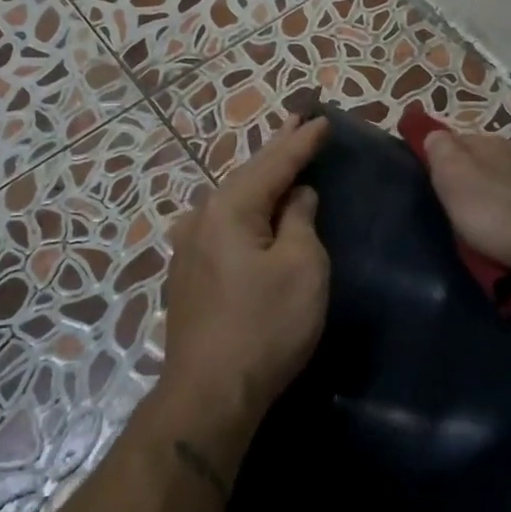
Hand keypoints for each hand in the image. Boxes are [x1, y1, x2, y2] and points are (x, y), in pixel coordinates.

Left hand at [158, 115, 331, 443]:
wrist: (210, 393)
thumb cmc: (265, 326)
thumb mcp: (301, 267)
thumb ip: (300, 221)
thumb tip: (296, 196)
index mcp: (229, 208)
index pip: (273, 163)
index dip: (301, 141)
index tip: (321, 118)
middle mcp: (201, 218)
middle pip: (248, 176)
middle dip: (277, 151)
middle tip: (299, 121)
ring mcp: (188, 247)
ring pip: (233, 201)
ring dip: (260, 180)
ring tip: (282, 159)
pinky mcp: (188, 274)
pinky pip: (225, 225)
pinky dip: (248, 209)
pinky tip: (256, 209)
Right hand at [423, 130, 510, 281]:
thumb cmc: (499, 213)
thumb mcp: (454, 179)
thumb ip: (441, 152)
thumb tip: (434, 134)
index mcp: (487, 142)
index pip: (457, 139)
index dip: (445, 156)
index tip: (436, 179)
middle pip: (490, 156)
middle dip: (478, 173)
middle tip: (465, 203)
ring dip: (508, 188)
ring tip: (498, 217)